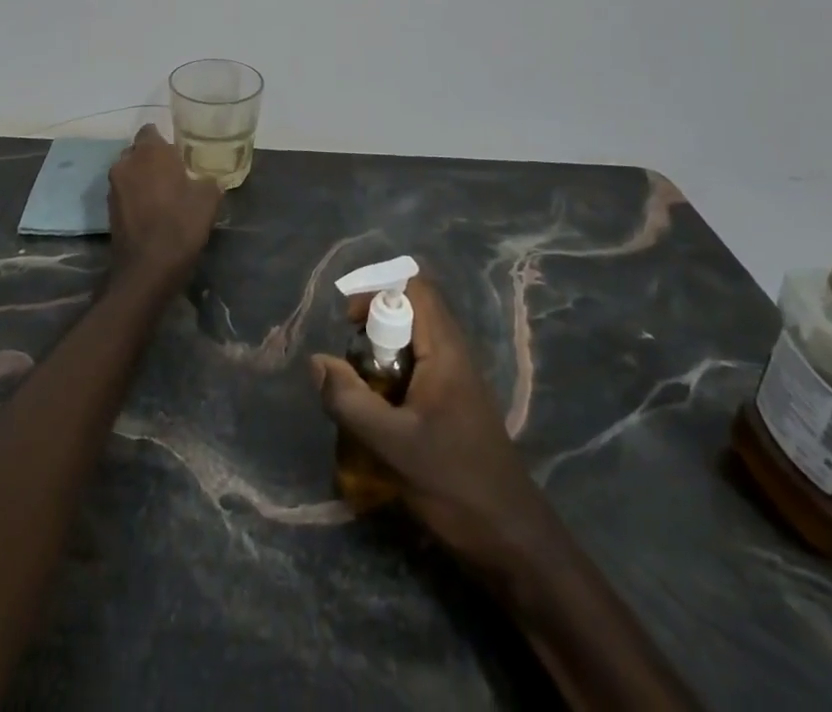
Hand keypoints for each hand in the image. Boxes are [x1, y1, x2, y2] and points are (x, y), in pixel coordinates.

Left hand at [106, 126, 218, 298]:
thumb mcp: (208, 200)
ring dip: (142, 178)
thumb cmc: (180, 225)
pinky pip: (124, 192)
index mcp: (150, 152)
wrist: (147, 269)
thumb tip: (208, 179)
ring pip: (129, 171)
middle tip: (174, 172)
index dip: (165, 140)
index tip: (180, 153)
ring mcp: (114, 187)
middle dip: (152, 158)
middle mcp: (126, 163)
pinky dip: (135, 196)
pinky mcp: (109, 209)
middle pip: (138, 151)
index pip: (151, 130)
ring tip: (164, 193)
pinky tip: (153, 211)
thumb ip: (208, 181)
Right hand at [311, 274, 556, 572]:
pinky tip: (380, 416)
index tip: (350, 323)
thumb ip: (350, 401)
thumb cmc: (455, 484)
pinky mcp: (456, 407)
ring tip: (360, 389)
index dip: (379, 292)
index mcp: (445, 351)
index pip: (416, 288)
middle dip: (375, 328)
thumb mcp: (393, 444)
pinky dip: (394, 380)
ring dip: (382, 357)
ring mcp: (458, 382)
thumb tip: (318, 362)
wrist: (513, 542)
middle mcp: (454, 355)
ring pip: (413, 344)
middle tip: (352, 362)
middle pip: (412, 313)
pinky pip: (419, 372)